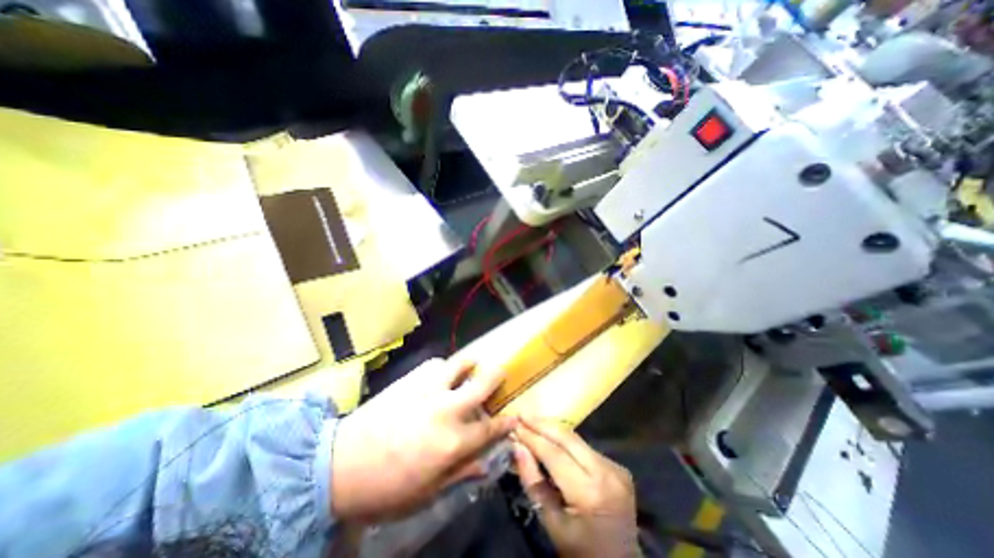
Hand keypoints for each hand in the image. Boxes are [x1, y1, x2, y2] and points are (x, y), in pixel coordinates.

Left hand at [331, 360, 515, 519]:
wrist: (339, 465)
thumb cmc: (385, 487)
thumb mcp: (426, 493)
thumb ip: (460, 473)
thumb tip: (485, 465)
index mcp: (453, 442)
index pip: (490, 428)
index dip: (506, 421)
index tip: (514, 415)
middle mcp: (447, 409)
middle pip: (482, 383)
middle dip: (497, 375)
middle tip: (501, 370)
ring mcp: (428, 390)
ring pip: (458, 364)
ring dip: (468, 364)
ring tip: (470, 366)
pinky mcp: (410, 379)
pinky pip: (435, 364)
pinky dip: (443, 367)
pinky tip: (439, 374)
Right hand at [512, 417, 635, 556]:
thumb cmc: (580, 551)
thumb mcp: (552, 524)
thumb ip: (533, 482)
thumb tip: (517, 446)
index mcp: (590, 492)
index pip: (554, 454)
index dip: (532, 437)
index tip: (514, 424)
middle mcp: (606, 473)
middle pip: (568, 438)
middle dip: (542, 424)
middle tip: (522, 414)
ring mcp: (615, 468)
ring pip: (576, 439)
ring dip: (552, 429)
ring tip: (531, 420)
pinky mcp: (617, 466)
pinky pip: (585, 447)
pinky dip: (565, 440)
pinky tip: (550, 435)